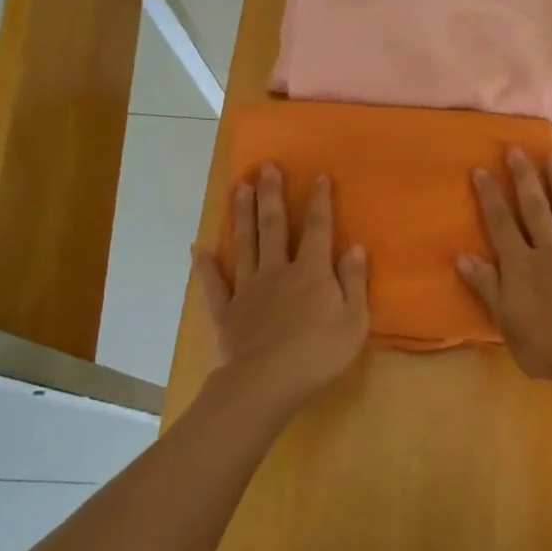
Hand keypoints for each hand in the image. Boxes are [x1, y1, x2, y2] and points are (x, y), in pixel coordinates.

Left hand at [192, 164, 369, 406]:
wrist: (266, 383)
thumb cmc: (319, 353)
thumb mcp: (354, 320)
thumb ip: (354, 281)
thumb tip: (354, 247)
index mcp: (311, 271)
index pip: (317, 229)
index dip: (319, 202)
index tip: (318, 177)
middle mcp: (277, 270)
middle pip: (273, 226)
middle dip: (272, 195)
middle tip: (267, 167)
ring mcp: (247, 288)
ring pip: (244, 244)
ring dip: (241, 215)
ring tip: (239, 187)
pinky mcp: (226, 310)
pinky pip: (213, 284)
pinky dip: (204, 266)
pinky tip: (197, 248)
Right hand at [457, 149, 551, 387]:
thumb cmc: (546, 345)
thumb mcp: (505, 321)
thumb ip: (486, 286)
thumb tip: (463, 256)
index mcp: (522, 265)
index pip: (501, 224)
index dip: (490, 196)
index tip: (481, 168)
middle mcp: (551, 250)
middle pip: (535, 208)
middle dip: (525, 177)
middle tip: (517, 149)